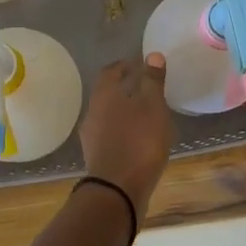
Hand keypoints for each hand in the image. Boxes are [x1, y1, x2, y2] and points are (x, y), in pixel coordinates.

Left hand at [77, 53, 173, 224]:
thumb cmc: (138, 141)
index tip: (139, 64)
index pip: (110, 71)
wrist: (117, 190)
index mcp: (104, 95)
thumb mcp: (153, 107)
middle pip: (108, 94)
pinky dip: (125, 131)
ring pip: (109, 116)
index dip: (125, 65)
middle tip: (146, 88)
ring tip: (148, 115)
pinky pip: (111, 136)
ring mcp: (92, 137)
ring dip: (125, 112)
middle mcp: (93, 112)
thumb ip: (153, 81)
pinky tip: (141, 140)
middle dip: (126, 89)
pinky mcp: (98, 157)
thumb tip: (152, 55)